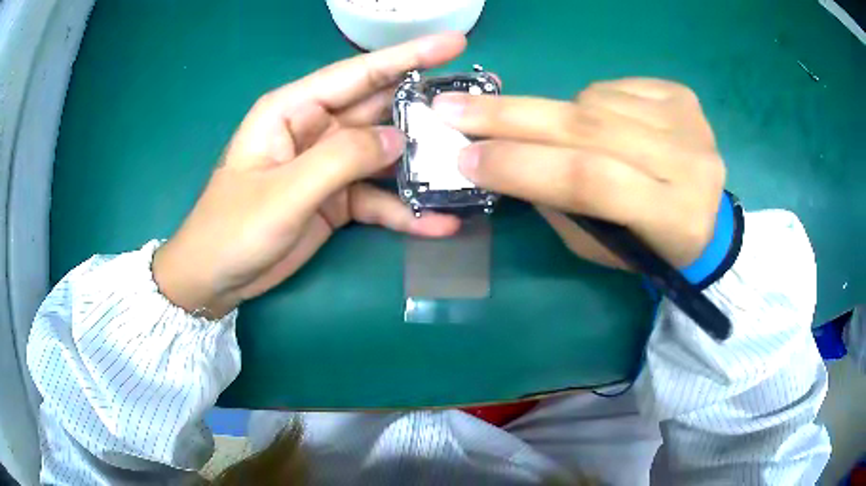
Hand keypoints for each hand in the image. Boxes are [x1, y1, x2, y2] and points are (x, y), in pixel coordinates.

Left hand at [152, 34, 466, 317]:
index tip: (456, 43)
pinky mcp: (337, 200)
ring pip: (386, 155)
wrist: (216, 278)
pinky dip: (406, 211)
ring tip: (470, 166)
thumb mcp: (284, 191)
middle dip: (427, 108)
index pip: (358, 73)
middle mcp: (316, 129)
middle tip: (478, 107)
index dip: (408, 56)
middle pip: (380, 110)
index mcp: (293, 110)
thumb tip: (399, 138)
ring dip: (424, 163)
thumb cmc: (233, 228)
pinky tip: (439, 224)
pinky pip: (379, 199)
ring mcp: (329, 166)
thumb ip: (340, 159)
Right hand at [432, 78, 725, 268]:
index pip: (588, 180)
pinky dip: (592, 102)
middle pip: (589, 127)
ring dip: (561, 115)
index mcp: (672, 217)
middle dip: (511, 117)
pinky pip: (614, 87)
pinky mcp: (682, 96)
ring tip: (560, 134)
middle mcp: (687, 162)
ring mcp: (688, 121)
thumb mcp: (601, 245)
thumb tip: (509, 159)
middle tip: (454, 109)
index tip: (465, 159)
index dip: (522, 165)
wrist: (708, 220)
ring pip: (596, 101)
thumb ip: (560, 205)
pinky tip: (600, 120)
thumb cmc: (651, 247)